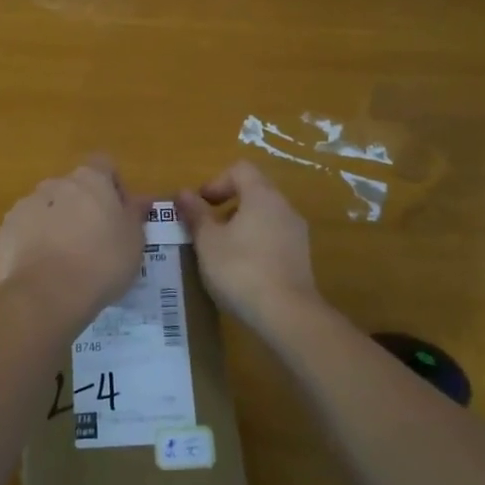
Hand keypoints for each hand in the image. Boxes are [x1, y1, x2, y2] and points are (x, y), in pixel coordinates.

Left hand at [0, 155, 148, 315]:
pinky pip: (24, 231)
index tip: (118, 213)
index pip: (104, 165)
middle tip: (94, 241)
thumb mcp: (134, 241)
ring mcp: (25, 205)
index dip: (113, 185)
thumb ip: (134, 215)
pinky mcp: (5, 230)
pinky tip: (43, 271)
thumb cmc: (102, 262)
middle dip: (82, 208)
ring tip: (66, 261)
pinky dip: (33, 244)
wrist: (48, 293)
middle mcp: (54, 183)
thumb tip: (138, 201)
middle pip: (72, 188)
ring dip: (56, 225)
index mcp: (89, 179)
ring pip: (46, 209)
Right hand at [176, 162, 318, 336]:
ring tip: (221, 252)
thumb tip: (183, 193)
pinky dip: (256, 244)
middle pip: (254, 192)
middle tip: (206, 229)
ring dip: (241, 226)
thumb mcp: (207, 241)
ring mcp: (297, 233)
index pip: (240, 169)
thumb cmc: (240, 269)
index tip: (201, 205)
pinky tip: (241, 271)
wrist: (287, 315)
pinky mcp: (301, 258)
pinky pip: (274, 238)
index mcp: (262, 196)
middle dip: (226, 206)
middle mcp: (284, 207)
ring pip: (264, 216)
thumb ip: (195, 214)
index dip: (216, 182)